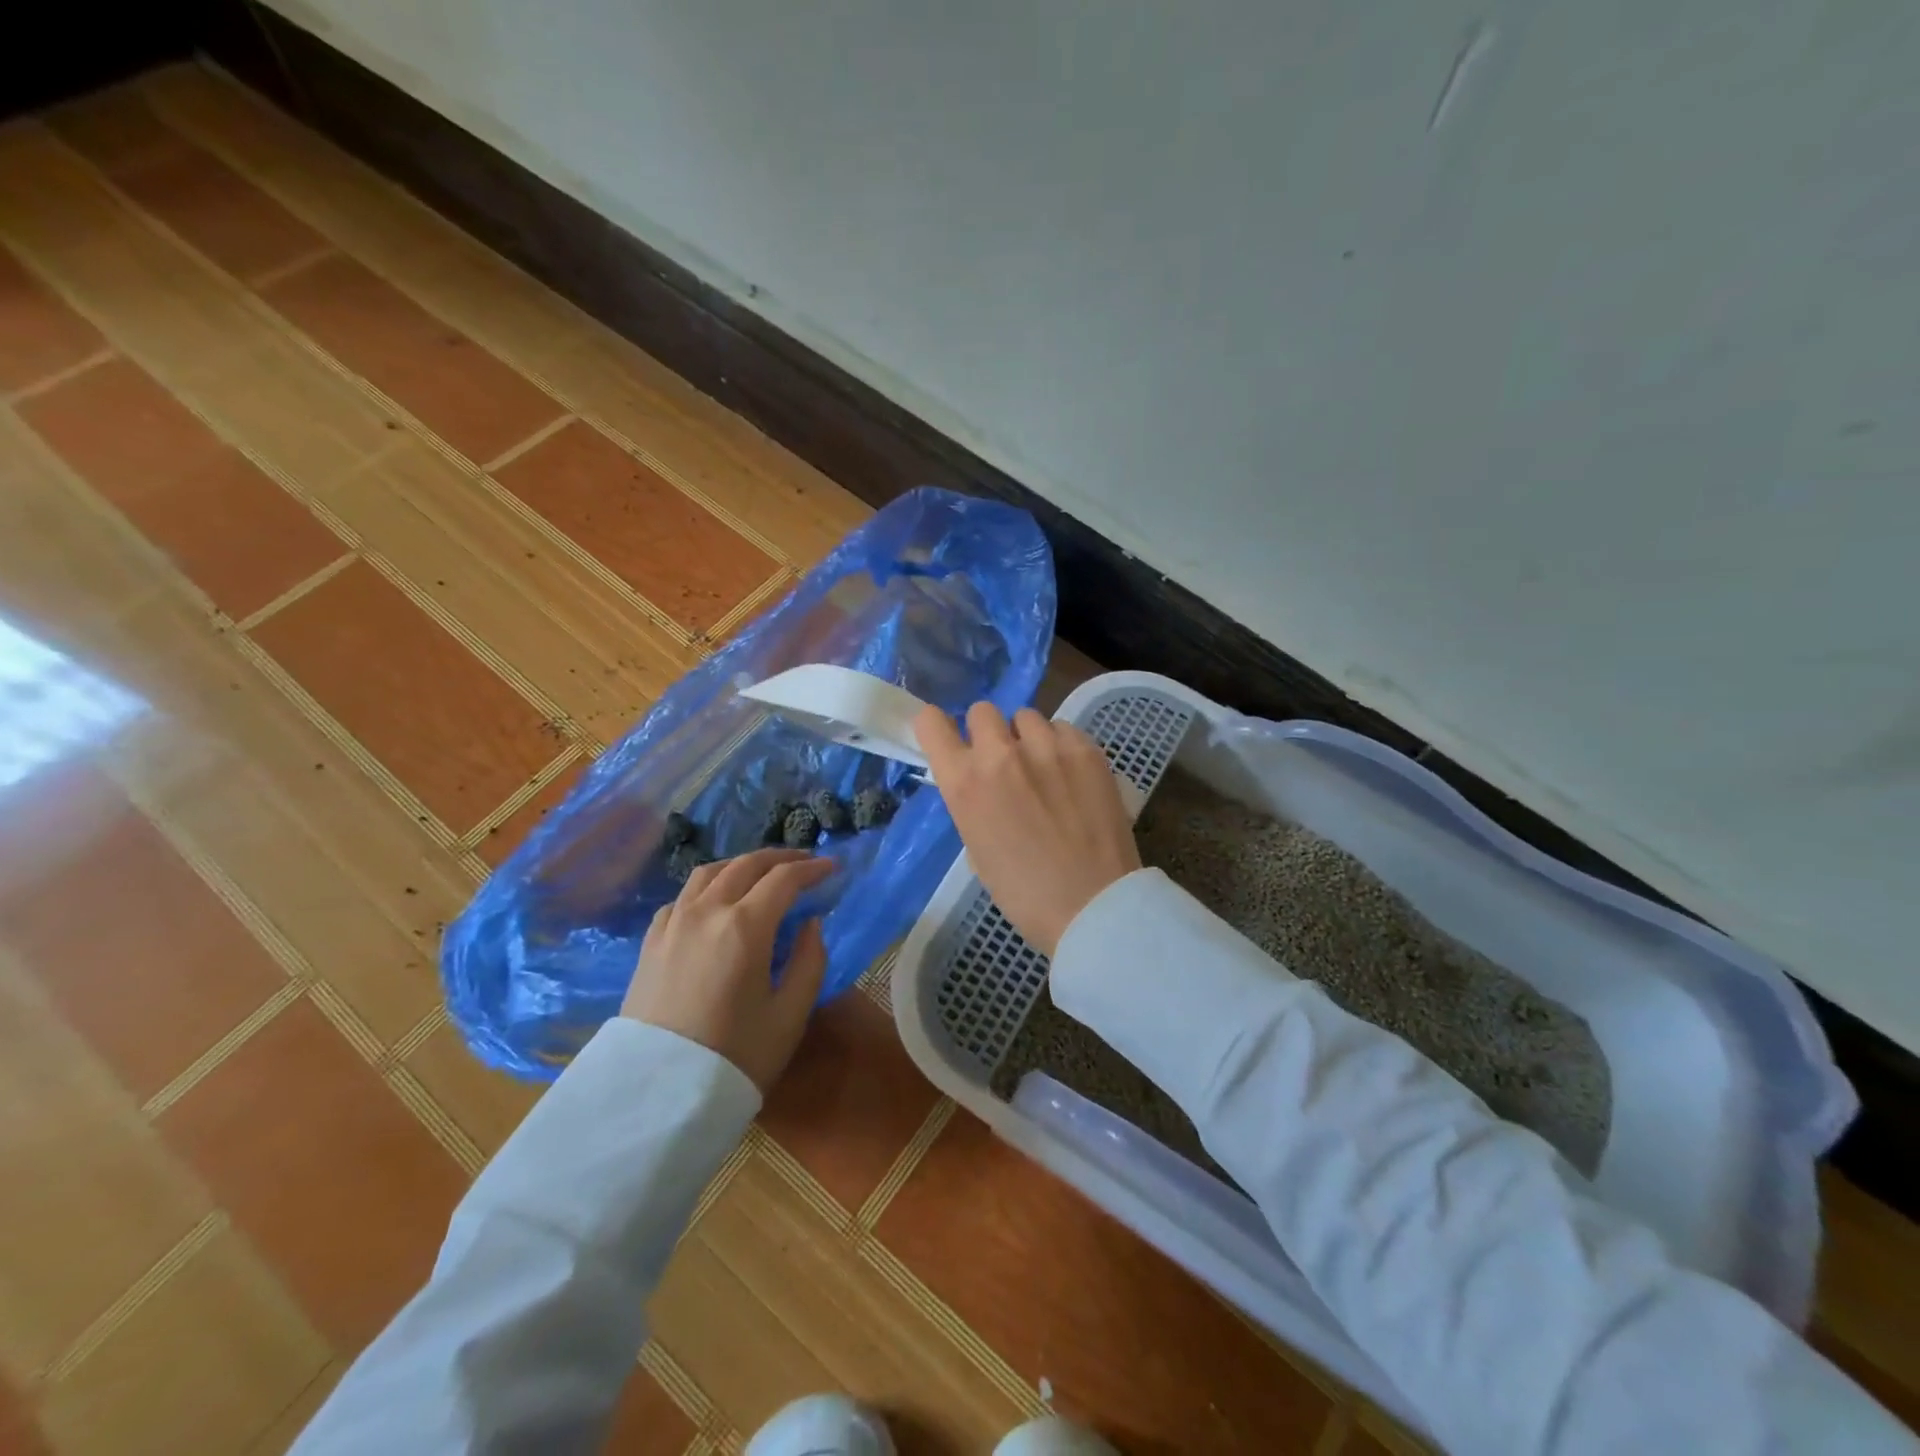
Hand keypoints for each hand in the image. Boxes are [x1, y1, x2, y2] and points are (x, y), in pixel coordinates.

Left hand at [620, 848, 833, 1092]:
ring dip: (742, 865)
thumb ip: (808, 961)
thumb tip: (810, 924)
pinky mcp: (652, 941)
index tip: (832, 868)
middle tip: (804, 862)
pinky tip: (716, 902)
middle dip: (780, 858)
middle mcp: (706, 911)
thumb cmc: (734, 1057)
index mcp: (745, 926)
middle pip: (746, 865)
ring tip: (761, 873)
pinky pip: (683, 896)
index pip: (784, 879)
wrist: (657, 1095)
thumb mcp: (789, 1015)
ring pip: (709, 872)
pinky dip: (708, 887)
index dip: (812, 869)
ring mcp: (673, 923)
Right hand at [914, 702, 1140, 955]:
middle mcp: (1000, 753)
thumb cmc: (1024, 893)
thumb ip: (972, 803)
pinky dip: (1061, 746)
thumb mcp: (977, 849)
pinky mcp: (1086, 749)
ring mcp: (1047, 746)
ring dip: (1027, 737)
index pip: (931, 723)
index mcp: (964, 782)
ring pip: (1026, 717)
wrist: (1093, 905)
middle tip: (1003, 762)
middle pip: (982, 711)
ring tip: (1044, 769)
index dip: (936, 728)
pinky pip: (1063, 729)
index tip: (947, 739)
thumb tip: (982, 784)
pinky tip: (1072, 776)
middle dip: (987, 732)